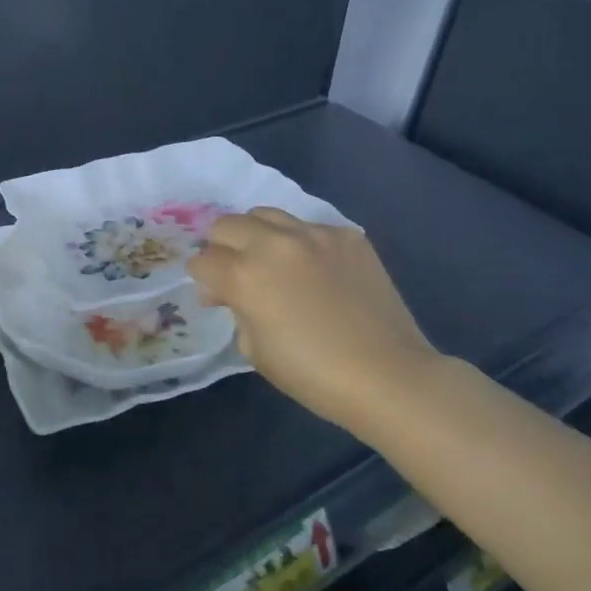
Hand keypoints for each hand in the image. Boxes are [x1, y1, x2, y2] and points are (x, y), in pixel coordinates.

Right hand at [187, 207, 446, 429]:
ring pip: (265, 214)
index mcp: (245, 275)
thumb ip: (236, 311)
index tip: (215, 296)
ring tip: (272, 261)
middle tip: (236, 273)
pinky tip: (316, 272)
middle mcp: (273, 243)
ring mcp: (314, 234)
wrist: (388, 376)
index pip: (202, 261)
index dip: (202, 280)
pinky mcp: (347, 236)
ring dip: (257, 235)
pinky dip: (302, 244)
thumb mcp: (255, 351)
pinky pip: (310, 228)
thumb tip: (230, 293)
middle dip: (221, 248)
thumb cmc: (313, 375)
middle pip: (226, 225)